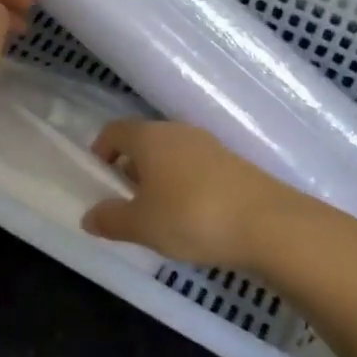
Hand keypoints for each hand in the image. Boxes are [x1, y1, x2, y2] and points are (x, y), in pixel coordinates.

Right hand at [81, 120, 311, 267]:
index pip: (114, 131)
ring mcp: (209, 145)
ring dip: (159, 179)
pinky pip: (195, 168)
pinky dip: (185, 186)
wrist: (268, 224)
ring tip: (159, 216)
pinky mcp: (234, 163)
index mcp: (149, 137)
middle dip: (130, 170)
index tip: (99, 179)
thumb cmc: (191, 217)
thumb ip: (111, 219)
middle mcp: (177, 132)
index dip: (101, 151)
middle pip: (143, 142)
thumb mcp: (141, 226)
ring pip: (171, 156)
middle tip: (126, 204)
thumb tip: (89, 216)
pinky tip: (192, 218)